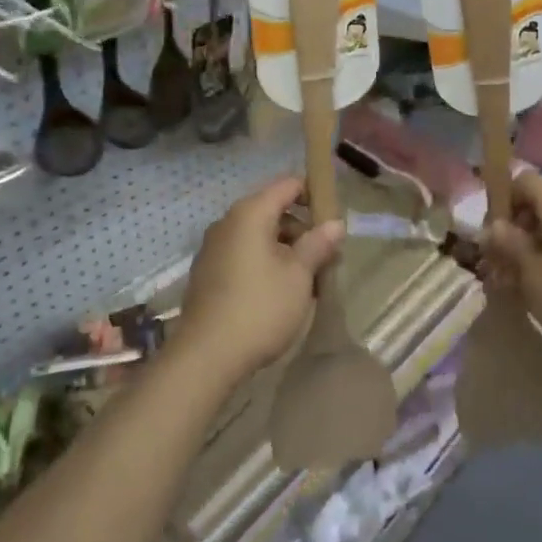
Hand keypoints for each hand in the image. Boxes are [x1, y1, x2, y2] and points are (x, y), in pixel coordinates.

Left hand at [181, 177, 342, 378]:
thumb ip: (318, 244)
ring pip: (260, 237)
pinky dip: (267, 264)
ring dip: (287, 251)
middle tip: (328, 258)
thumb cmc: (261, 307)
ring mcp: (214, 248)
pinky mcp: (209, 273)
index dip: (314, 195)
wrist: (207, 356)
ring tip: (310, 282)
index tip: (335, 219)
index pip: (288, 185)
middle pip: (274, 211)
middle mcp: (228, 223)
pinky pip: (245, 255)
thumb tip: (335, 224)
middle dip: (304, 230)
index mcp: (250, 213)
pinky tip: (282, 293)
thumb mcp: (299, 275)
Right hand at [481, 172, 541, 362]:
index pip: (525, 181)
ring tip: (512, 282)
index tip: (493, 232)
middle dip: (514, 231)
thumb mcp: (531, 273)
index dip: (504, 200)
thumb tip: (492, 226)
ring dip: (529, 250)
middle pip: (538, 206)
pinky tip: (539, 290)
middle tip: (497, 262)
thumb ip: (509, 245)